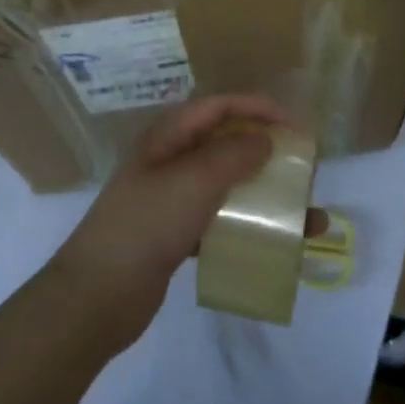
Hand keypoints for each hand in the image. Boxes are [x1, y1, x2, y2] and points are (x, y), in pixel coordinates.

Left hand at [49, 95, 292, 351]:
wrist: (96, 296)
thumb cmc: (145, 226)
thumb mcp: (192, 182)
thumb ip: (232, 155)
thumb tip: (265, 138)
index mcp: (168, 137)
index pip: (220, 107)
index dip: (259, 108)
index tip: (298, 126)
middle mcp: (171, 161)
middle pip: (227, 144)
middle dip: (269, 153)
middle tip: (305, 170)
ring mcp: (172, 199)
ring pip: (228, 185)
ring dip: (267, 195)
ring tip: (308, 218)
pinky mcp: (176, 234)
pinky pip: (221, 221)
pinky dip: (248, 227)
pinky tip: (275, 244)